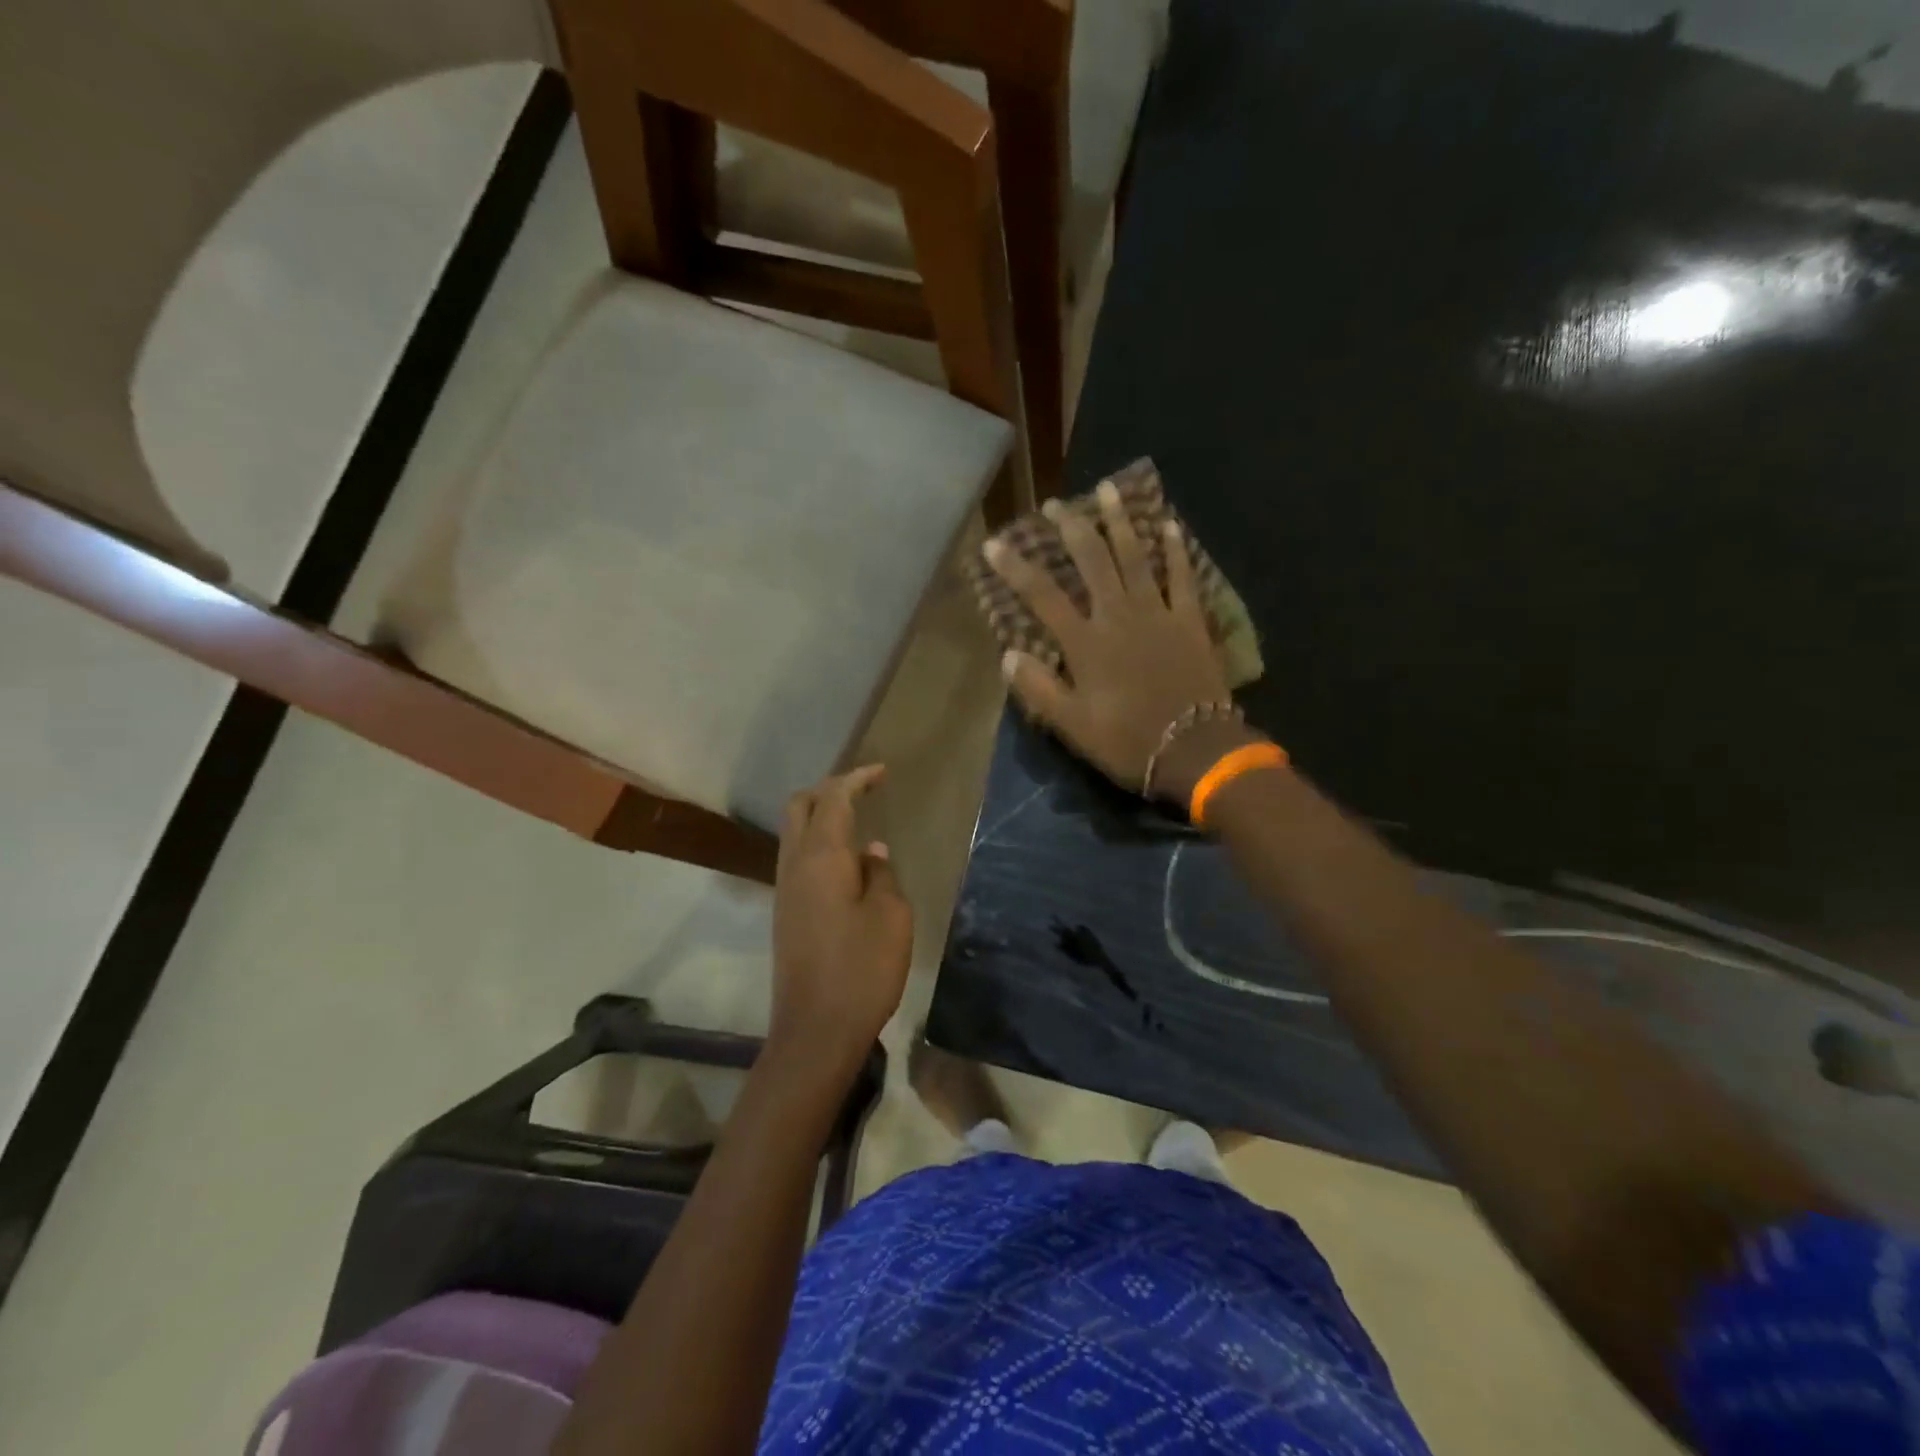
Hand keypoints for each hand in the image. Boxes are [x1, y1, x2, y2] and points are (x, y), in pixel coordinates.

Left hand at [769, 766, 912, 1076]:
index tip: (882, 772)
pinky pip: (798, 861)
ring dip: (820, 817)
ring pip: (794, 834)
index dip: (856, 779)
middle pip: (799, 807)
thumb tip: (870, 853)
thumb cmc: (862, 969)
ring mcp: (784, 891)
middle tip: (863, 791)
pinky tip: (847, 864)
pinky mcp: (785, 915)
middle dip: (828, 790)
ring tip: (857, 822)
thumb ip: (881, 875)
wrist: (815, 1032)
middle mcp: (794, 866)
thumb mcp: (891, 916)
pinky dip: (819, 845)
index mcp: (821, 858)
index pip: (833, 799)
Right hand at [986, 481, 1250, 801]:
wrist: (1194, 748)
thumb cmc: (1127, 740)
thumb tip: (1008, 654)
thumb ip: (1038, 688)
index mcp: (1085, 643)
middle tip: (1056, 503)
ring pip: (1135, 557)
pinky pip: (1182, 576)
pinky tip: (1170, 525)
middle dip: (1071, 528)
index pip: (1042, 596)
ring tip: (1109, 489)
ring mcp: (1157, 613)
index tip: (994, 543)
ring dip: (1120, 522)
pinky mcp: (1189, 620)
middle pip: (1091, 561)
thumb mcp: (1072, 725)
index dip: (1015, 568)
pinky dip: (1176, 550)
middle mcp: (1117, 615)